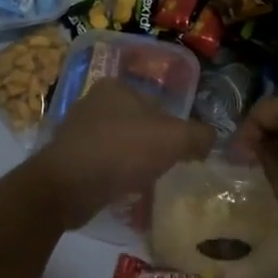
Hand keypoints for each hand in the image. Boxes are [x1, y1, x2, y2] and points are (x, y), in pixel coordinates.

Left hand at [28, 80, 214, 228]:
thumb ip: (198, 135)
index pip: (155, 103)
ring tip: (145, 180)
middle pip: (136, 123)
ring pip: (118, 144)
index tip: (180, 151)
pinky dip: (113, 174)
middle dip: (150, 144)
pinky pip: (101, 164)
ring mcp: (76, 131)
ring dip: (131, 160)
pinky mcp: (67, 158)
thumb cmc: (123, 150)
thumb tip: (210, 139)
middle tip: (165, 167)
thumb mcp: (174, 139)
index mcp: (116, 87)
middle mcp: (93, 102)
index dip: (172, 127)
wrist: (69, 185)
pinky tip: (122, 189)